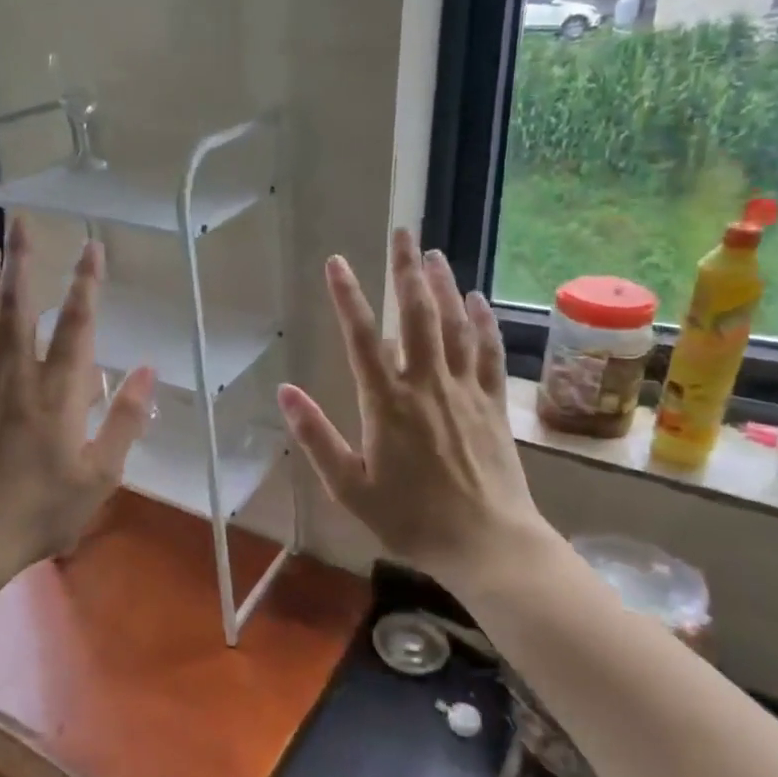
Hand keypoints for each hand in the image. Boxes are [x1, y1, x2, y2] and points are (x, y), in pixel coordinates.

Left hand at [0, 216, 155, 570]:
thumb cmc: (42, 508)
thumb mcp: (102, 474)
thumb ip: (126, 420)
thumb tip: (148, 370)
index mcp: (59, 390)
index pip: (77, 324)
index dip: (87, 282)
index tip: (91, 245)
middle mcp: (16, 374)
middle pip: (18, 306)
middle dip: (22, 261)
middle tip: (18, 222)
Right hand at [277, 229, 553, 583]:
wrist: (486, 543)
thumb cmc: (410, 519)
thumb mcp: (349, 487)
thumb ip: (316, 437)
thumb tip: (285, 391)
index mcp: (387, 404)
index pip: (362, 338)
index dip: (348, 297)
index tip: (336, 262)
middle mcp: (427, 385)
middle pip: (417, 316)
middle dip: (406, 271)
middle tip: (403, 233)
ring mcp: (465, 391)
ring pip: (455, 326)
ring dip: (443, 286)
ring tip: (433, 254)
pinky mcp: (493, 404)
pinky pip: (489, 353)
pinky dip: (483, 323)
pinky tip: (478, 299)